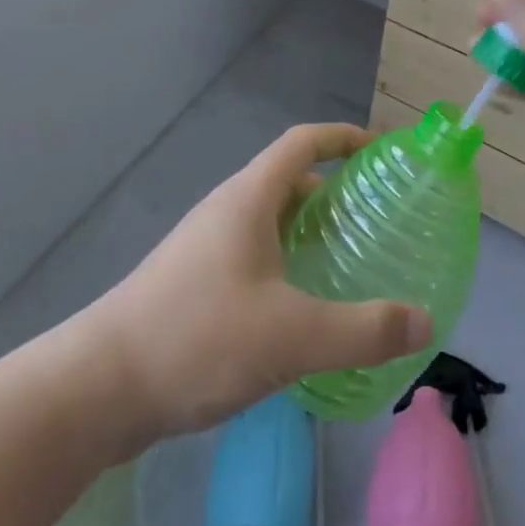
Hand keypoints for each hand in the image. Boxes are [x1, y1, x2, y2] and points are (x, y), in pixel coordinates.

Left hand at [82, 123, 432, 447]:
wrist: (100, 387)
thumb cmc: (198, 338)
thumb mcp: (292, 336)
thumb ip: (363, 329)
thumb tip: (423, 320)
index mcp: (248, 198)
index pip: (302, 142)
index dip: (343, 138)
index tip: (382, 152)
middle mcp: (226, 211)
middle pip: (289, 182)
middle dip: (335, 194)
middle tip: (377, 223)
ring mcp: (206, 247)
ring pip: (270, 223)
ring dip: (309, 234)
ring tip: (350, 267)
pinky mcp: (194, 283)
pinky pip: (254, 257)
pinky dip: (286, 266)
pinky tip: (302, 312)